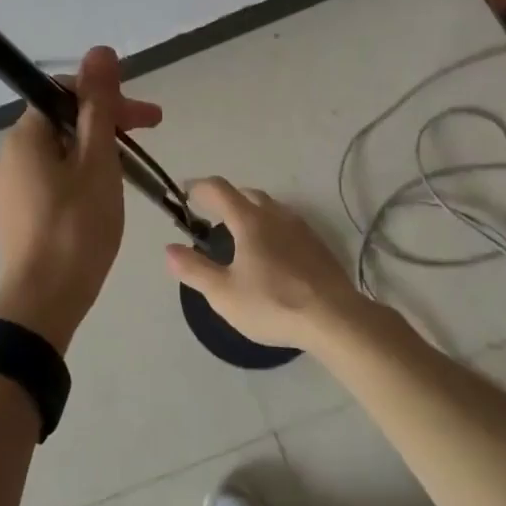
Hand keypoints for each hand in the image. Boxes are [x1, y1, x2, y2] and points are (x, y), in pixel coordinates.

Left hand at [0, 45, 161, 351]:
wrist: (42, 305)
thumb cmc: (76, 228)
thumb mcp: (97, 161)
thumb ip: (99, 105)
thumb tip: (100, 51)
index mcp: (26, 135)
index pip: (66, 91)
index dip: (107, 96)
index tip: (145, 118)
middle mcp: (11, 153)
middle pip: (64, 119)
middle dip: (108, 121)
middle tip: (151, 132)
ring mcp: (11, 184)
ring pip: (61, 149)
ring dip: (98, 148)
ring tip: (131, 170)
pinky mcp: (18, 211)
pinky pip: (53, 175)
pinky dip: (82, 173)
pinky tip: (103, 194)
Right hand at [164, 178, 363, 350]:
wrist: (335, 319)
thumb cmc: (273, 304)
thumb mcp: (224, 294)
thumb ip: (194, 269)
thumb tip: (170, 249)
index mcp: (249, 220)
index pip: (219, 189)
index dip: (199, 187)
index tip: (185, 193)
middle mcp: (275, 215)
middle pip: (246, 194)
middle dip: (226, 199)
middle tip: (211, 217)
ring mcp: (301, 228)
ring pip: (270, 208)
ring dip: (251, 212)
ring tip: (240, 236)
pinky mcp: (318, 245)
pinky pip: (287, 224)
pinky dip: (271, 228)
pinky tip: (271, 254)